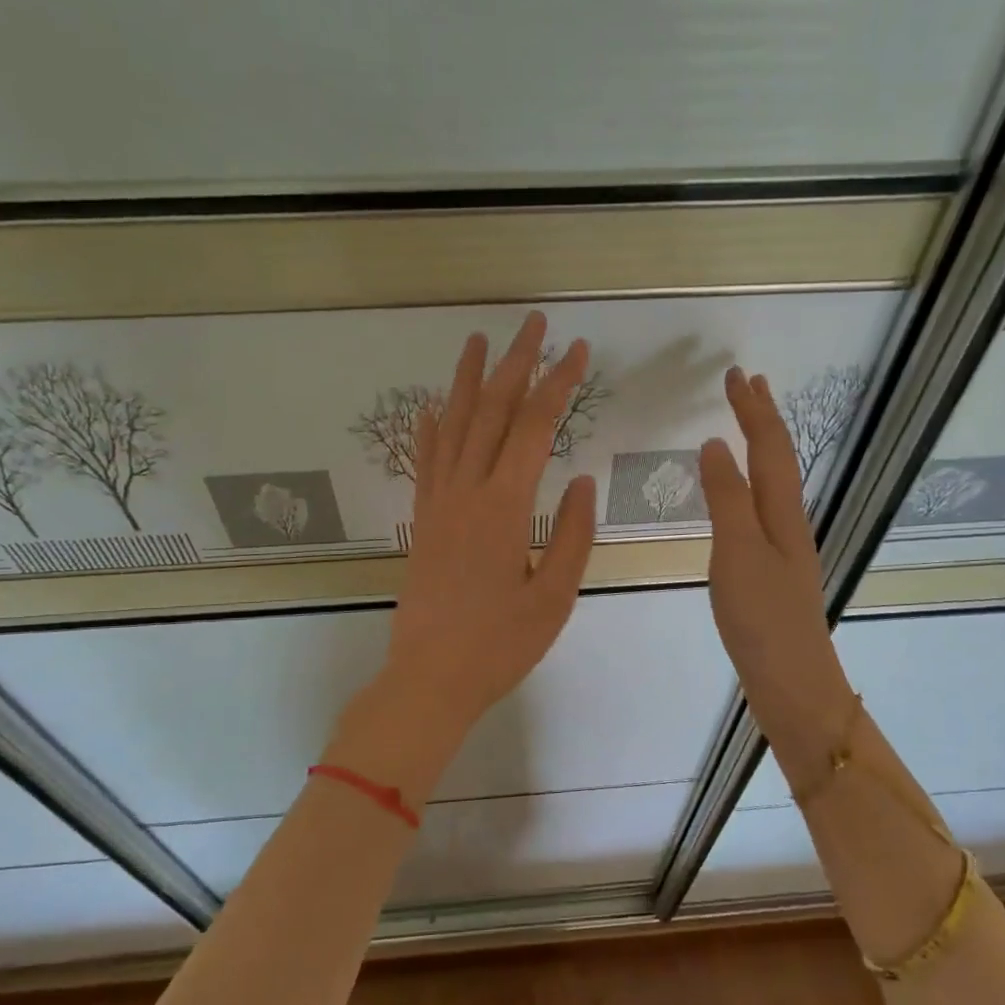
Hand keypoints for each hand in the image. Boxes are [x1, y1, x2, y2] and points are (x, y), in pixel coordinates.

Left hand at [381, 311, 598, 749]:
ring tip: (477, 340)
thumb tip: (582, 480)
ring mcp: (437, 504)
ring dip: (466, 380)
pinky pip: (425, 462)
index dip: (558, 385)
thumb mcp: (553, 597)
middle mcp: (465, 492)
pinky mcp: (422, 521)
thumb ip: (573, 535)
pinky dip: (429, 429)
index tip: (579, 352)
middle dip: (514, 363)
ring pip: (451, 427)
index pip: (533, 428)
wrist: (429, 680)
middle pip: (489, 412)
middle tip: (533, 324)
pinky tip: (431, 407)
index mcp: (504, 507)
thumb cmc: (499, 646)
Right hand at [698, 367, 855, 778]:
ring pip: (774, 482)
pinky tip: (743, 495)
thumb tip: (716, 444)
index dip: (752, 410)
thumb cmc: (762, 617)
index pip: (768, 447)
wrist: (792, 681)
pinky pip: (763, 507)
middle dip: (763, 419)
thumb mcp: (737, 553)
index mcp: (781, 513)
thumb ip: (726, 498)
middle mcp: (788, 522)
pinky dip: (752, 482)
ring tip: (746, 426)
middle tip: (748, 385)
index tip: (735, 374)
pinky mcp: (774, 570)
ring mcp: (784, 547)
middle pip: (779, 459)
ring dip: (761, 447)